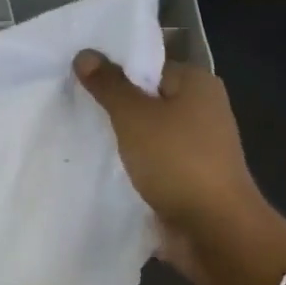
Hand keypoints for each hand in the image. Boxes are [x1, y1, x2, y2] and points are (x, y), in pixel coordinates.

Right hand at [74, 52, 285, 284]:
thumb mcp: (135, 117)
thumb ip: (108, 85)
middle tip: (70, 106)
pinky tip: (99, 165)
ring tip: (79, 134)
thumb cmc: (177, 162)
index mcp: (197, 84)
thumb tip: (85, 53)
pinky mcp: (186, 177)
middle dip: (112, 105)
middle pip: (146, 98)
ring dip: (119, 138)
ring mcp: (196, 146)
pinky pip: (150, 160)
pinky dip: (130, 163)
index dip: (113, 71)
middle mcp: (201, 110)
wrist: (214, 231)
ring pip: (146, 132)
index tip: (77, 79)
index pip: (148, 65)